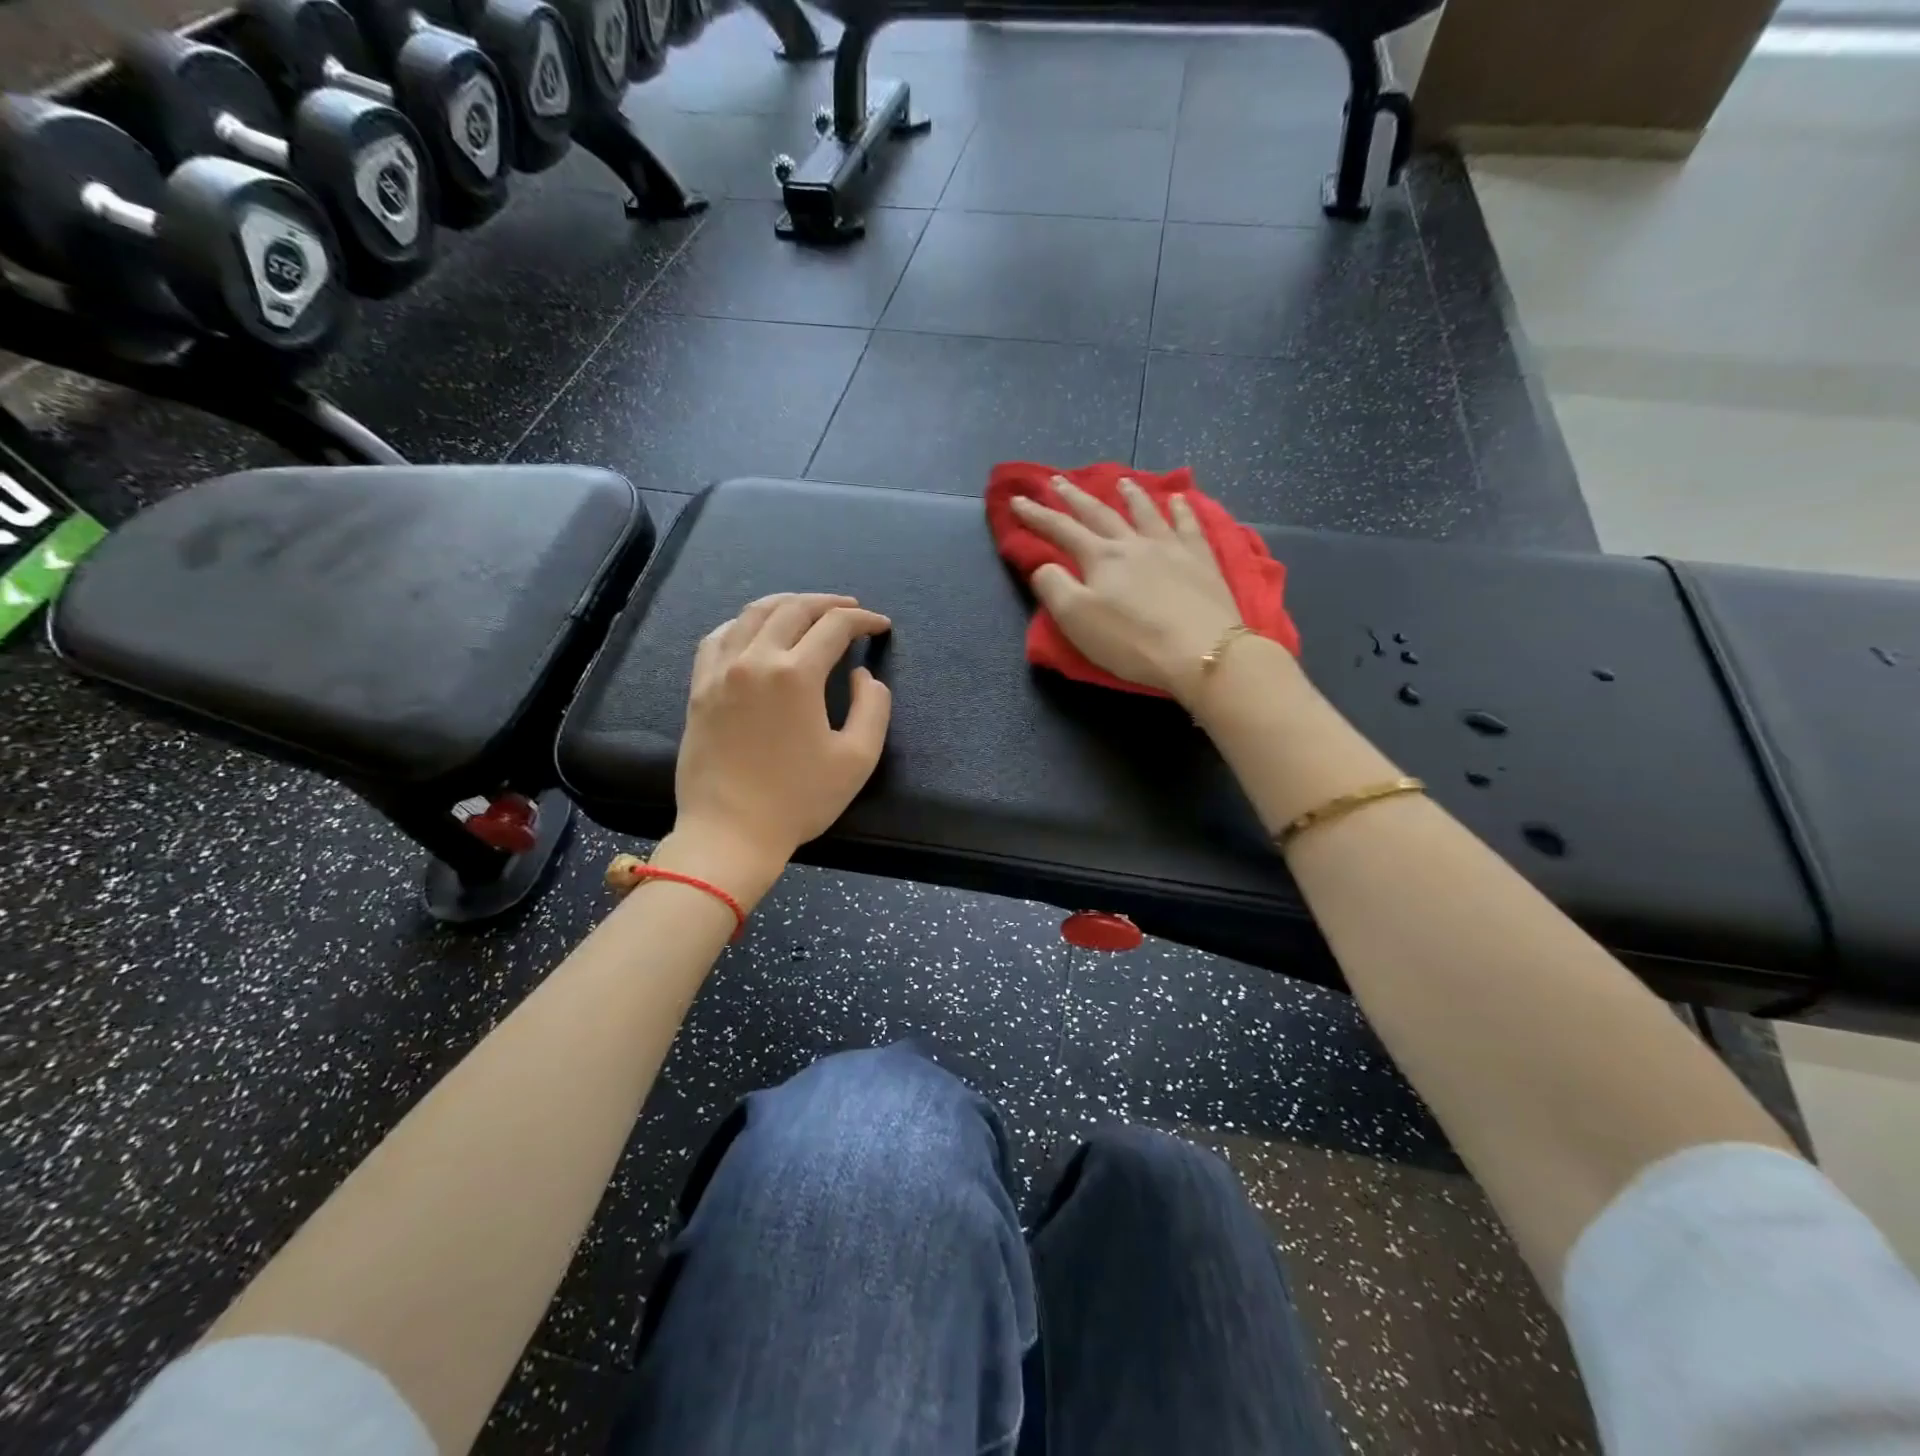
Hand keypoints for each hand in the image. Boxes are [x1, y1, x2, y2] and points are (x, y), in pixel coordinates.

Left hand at [670, 593, 892, 884]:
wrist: (729, 833)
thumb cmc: (798, 800)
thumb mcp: (857, 759)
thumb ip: (873, 707)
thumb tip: (862, 676)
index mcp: (795, 674)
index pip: (835, 627)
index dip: (864, 620)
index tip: (881, 626)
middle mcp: (755, 659)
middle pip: (793, 609)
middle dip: (828, 603)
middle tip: (850, 610)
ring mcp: (720, 671)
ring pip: (753, 614)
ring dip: (787, 604)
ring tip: (807, 609)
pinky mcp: (699, 688)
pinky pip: (718, 637)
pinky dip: (743, 623)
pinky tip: (755, 631)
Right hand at [1011, 477, 1244, 702]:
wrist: (1201, 651)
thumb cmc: (1131, 641)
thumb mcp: (1076, 619)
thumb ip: (1053, 587)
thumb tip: (1044, 566)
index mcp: (1100, 558)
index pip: (1061, 530)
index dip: (1036, 515)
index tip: (1017, 500)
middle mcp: (1133, 544)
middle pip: (1099, 514)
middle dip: (1075, 497)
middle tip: (1058, 480)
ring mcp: (1171, 548)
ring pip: (1146, 513)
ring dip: (1130, 495)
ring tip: (1121, 481)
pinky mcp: (1201, 561)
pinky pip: (1189, 526)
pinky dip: (1182, 510)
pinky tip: (1179, 500)